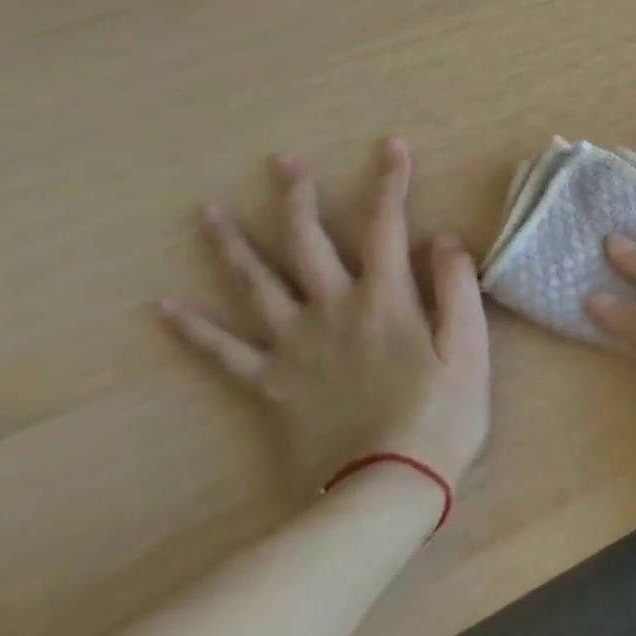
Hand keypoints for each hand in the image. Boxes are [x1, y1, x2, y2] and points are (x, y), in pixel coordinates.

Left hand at [161, 138, 490, 501]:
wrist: (384, 489)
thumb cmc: (440, 413)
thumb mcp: (470, 346)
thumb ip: (456, 286)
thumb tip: (442, 238)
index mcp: (385, 298)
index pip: (386, 225)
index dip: (390, 182)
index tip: (391, 146)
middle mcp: (332, 310)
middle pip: (308, 243)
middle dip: (298, 197)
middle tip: (283, 162)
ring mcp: (294, 348)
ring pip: (256, 287)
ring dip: (233, 246)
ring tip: (209, 213)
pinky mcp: (269, 386)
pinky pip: (223, 354)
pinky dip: (193, 330)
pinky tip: (164, 308)